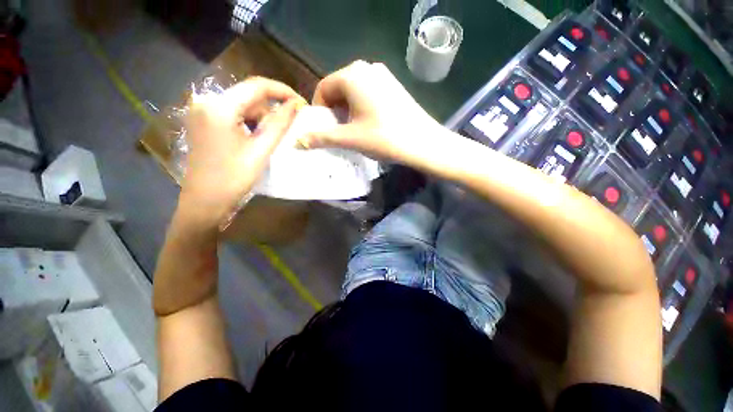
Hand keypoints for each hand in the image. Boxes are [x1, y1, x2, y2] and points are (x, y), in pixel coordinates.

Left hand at [180, 77, 304, 226]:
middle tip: (289, 128)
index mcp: (219, 107)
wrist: (205, 202)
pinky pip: (233, 114)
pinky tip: (255, 140)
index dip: (282, 91)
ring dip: (261, 119)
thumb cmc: (234, 179)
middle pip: (248, 96)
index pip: (256, 86)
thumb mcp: (261, 150)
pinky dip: (249, 123)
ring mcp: (202, 112)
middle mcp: (207, 102)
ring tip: (271, 139)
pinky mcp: (203, 122)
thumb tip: (296, 105)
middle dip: (271, 109)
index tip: (301, 103)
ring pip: (242, 105)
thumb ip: (279, 125)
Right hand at [301, 61, 443, 163]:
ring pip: (354, 92)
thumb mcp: (350, 138)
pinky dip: (361, 108)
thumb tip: (298, 142)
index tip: (322, 130)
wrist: (423, 143)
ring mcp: (383, 76)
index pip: (323, 88)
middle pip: (338, 89)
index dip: (319, 111)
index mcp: (352, 74)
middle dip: (334, 111)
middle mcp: (366, 67)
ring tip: (353, 132)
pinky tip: (368, 125)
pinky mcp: (393, 86)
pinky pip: (368, 94)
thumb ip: (322, 138)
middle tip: (337, 133)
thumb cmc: (383, 138)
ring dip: (347, 111)